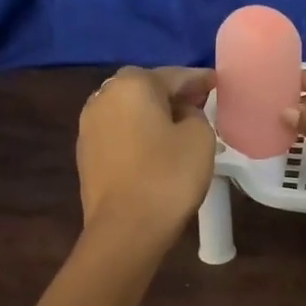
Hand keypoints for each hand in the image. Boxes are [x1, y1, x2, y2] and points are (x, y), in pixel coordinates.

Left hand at [77, 67, 216, 246]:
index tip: (218, 83)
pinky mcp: (86, 153)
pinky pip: (120, 132)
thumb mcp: (200, 137)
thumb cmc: (168, 176)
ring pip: (130, 110)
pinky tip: (156, 148)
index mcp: (133, 84)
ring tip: (180, 127)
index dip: (200, 80)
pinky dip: (139, 133)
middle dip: (174, 94)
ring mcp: (89, 125)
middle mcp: (104, 96)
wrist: (125, 229)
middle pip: (147, 88)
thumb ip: (195, 114)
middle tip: (201, 104)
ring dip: (154, 114)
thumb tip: (181, 114)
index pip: (175, 75)